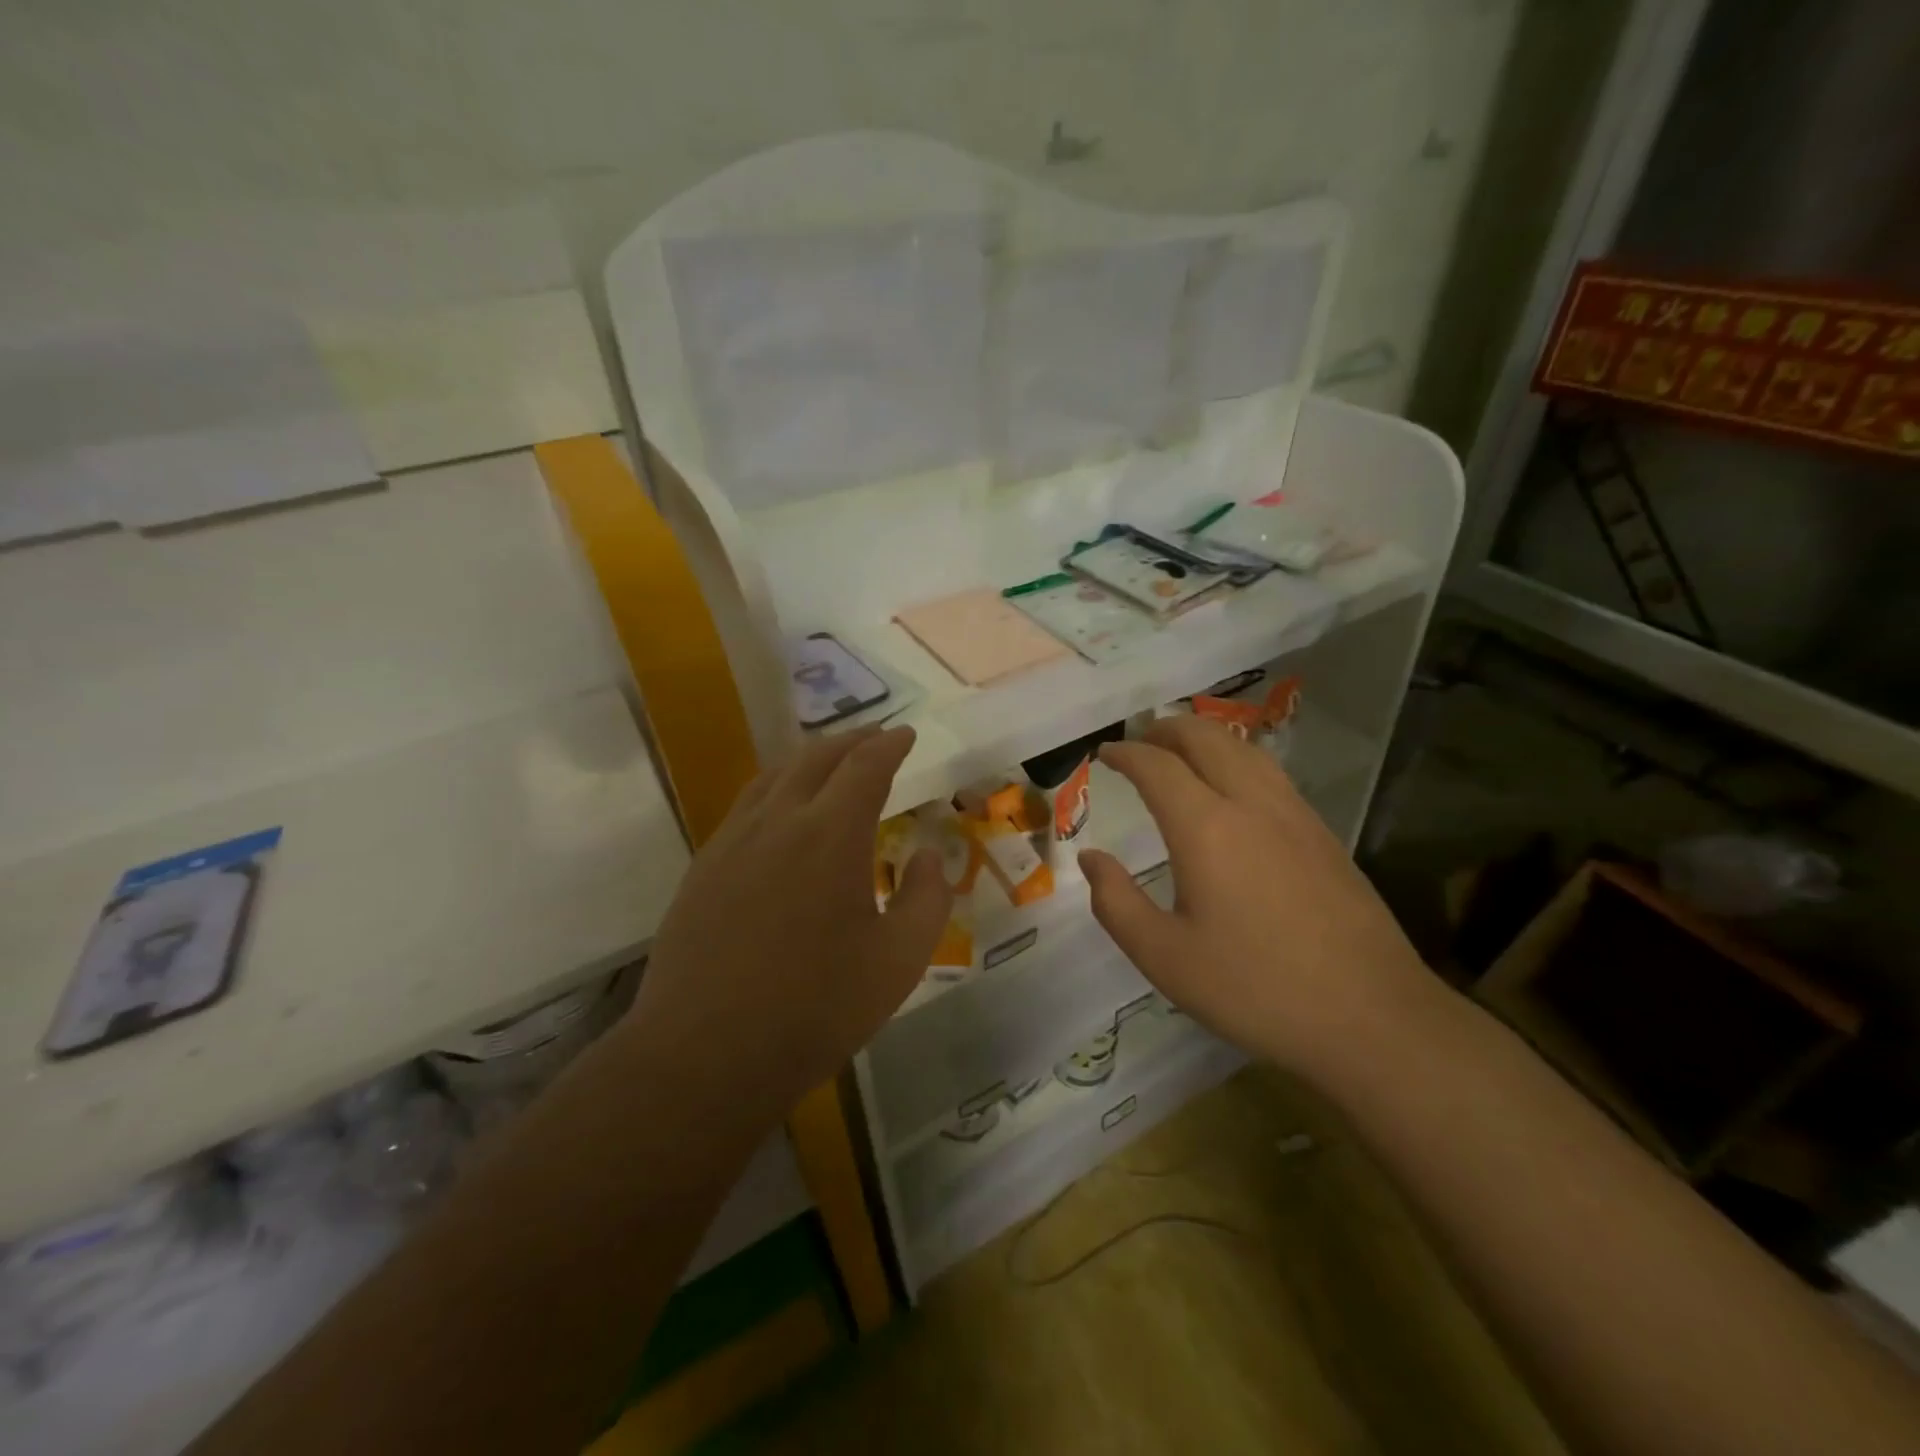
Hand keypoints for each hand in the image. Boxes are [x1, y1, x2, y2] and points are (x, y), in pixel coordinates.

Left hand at [626, 725, 951, 1128]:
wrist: (704, 1054)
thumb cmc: (814, 1009)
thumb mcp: (898, 962)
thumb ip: (926, 900)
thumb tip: (926, 856)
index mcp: (830, 835)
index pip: (865, 766)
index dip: (890, 744)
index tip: (906, 734)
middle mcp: (778, 821)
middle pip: (816, 758)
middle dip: (851, 740)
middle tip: (876, 738)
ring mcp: (732, 841)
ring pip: (774, 776)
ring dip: (810, 759)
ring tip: (831, 764)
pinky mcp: (703, 867)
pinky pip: (746, 806)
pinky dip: (776, 788)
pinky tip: (781, 813)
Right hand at [1078, 715, 1438, 1083]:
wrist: (1371, 1017)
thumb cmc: (1255, 989)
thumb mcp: (1165, 958)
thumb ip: (1117, 903)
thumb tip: (1091, 859)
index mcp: (1206, 828)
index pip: (1157, 766)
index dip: (1126, 753)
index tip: (1104, 754)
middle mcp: (1251, 805)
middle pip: (1206, 738)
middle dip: (1167, 730)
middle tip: (1140, 740)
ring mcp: (1295, 815)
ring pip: (1245, 749)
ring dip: (1206, 738)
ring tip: (1182, 751)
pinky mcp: (1324, 835)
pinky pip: (1272, 773)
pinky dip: (1239, 759)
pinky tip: (1235, 788)